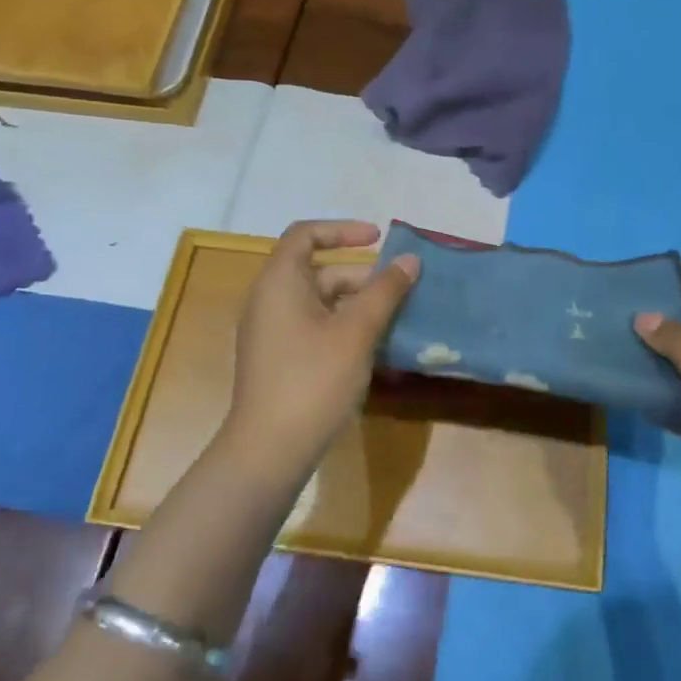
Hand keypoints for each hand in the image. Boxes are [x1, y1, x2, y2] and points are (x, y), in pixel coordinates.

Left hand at [226, 220, 418, 472]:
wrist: (270, 451)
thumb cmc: (313, 380)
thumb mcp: (357, 332)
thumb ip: (385, 291)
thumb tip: (410, 260)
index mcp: (279, 282)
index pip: (306, 234)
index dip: (343, 229)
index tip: (380, 238)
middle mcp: (270, 300)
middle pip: (320, 271)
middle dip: (363, 276)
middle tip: (402, 291)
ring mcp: (273, 333)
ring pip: (322, 304)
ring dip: (359, 306)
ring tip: (398, 321)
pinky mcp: (280, 360)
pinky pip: (316, 328)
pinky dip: (346, 328)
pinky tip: (377, 350)